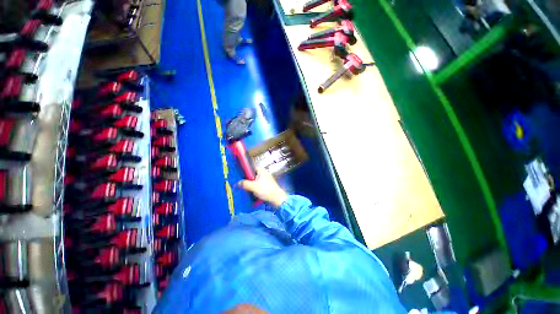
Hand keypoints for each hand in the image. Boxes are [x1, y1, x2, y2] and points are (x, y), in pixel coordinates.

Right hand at [239, 168, 287, 207]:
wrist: (276, 198)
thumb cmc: (265, 189)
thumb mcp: (253, 186)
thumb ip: (244, 184)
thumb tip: (238, 183)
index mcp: (261, 170)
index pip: (251, 168)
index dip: (245, 172)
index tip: (240, 176)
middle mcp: (264, 173)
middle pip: (253, 175)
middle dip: (247, 180)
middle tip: (242, 184)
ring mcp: (266, 179)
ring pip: (255, 181)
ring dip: (251, 185)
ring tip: (247, 190)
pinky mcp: (267, 185)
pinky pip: (259, 185)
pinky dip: (255, 188)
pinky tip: (253, 193)